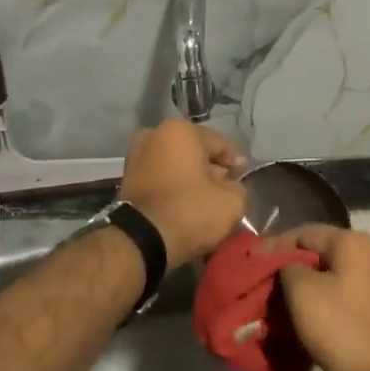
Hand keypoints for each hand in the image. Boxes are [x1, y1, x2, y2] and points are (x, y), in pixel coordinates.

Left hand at [119, 120, 247, 267]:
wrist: (141, 240)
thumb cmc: (190, 211)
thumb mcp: (231, 201)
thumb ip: (238, 187)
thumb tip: (230, 186)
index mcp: (181, 130)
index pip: (221, 144)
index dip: (235, 164)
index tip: (242, 182)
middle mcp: (155, 134)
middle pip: (196, 152)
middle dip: (211, 170)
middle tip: (224, 193)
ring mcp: (136, 155)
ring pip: (176, 164)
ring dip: (190, 179)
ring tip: (203, 202)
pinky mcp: (126, 178)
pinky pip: (160, 177)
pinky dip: (172, 187)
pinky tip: (183, 206)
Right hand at [278, 225, 369, 370]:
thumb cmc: (348, 330)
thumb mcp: (303, 294)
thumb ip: (287, 269)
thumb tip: (288, 268)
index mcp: (354, 242)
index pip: (303, 232)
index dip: (273, 248)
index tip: (251, 268)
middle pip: (322, 258)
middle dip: (293, 275)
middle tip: (266, 295)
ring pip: (337, 283)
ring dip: (312, 296)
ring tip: (286, 317)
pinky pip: (352, 304)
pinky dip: (332, 313)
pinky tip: (316, 332)